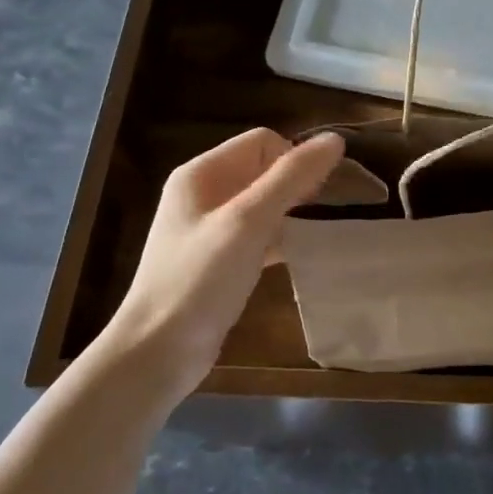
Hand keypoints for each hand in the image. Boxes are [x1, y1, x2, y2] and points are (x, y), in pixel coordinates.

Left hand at [100, 128, 343, 394]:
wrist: (157, 353)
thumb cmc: (200, 279)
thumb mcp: (249, 222)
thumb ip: (292, 177)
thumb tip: (336, 140)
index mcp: (202, 173)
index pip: (263, 141)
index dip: (294, 159)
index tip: (315, 195)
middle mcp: (204, 193)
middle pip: (265, 169)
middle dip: (298, 184)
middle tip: (322, 213)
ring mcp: (210, 228)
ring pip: (265, 203)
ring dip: (293, 212)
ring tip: (318, 233)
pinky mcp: (219, 259)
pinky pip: (259, 234)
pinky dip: (282, 239)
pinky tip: (301, 256)